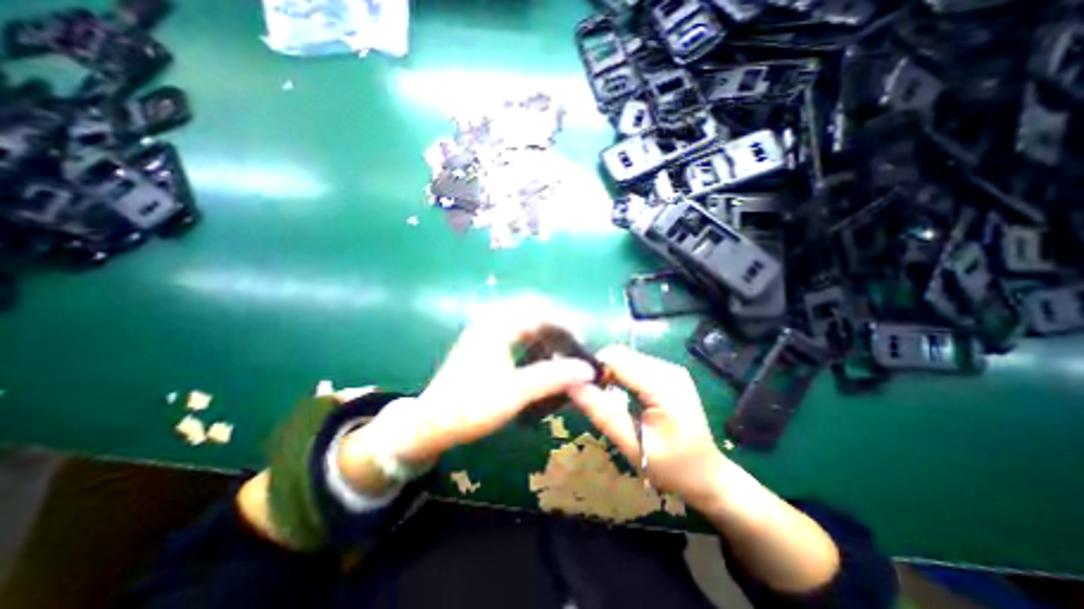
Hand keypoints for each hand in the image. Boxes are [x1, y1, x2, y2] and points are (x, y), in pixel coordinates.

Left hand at [344, 315, 592, 466]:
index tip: (582, 339)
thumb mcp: (514, 394)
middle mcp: (490, 323)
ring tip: (563, 346)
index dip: (564, 322)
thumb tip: (586, 369)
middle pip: (530, 309)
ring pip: (522, 319)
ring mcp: (485, 333)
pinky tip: (541, 353)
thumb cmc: (470, 408)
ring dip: (544, 328)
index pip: (538, 311)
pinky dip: (533, 338)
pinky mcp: (484, 345)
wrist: (429, 426)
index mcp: (495, 328)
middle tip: (575, 341)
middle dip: (556, 321)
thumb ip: (551, 378)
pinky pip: (514, 331)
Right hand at [568, 345, 726, 507]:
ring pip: (626, 358)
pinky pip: (635, 365)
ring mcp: (670, 369)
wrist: (709, 475)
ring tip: (609, 400)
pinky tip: (622, 396)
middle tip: (596, 400)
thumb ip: (603, 413)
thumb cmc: (673, 468)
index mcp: (663, 385)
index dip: (595, 370)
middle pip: (621, 355)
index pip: (617, 358)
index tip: (585, 392)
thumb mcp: (633, 446)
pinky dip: (622, 376)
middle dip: (602, 372)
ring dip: (611, 374)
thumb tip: (572, 386)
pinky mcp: (669, 373)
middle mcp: (668, 369)